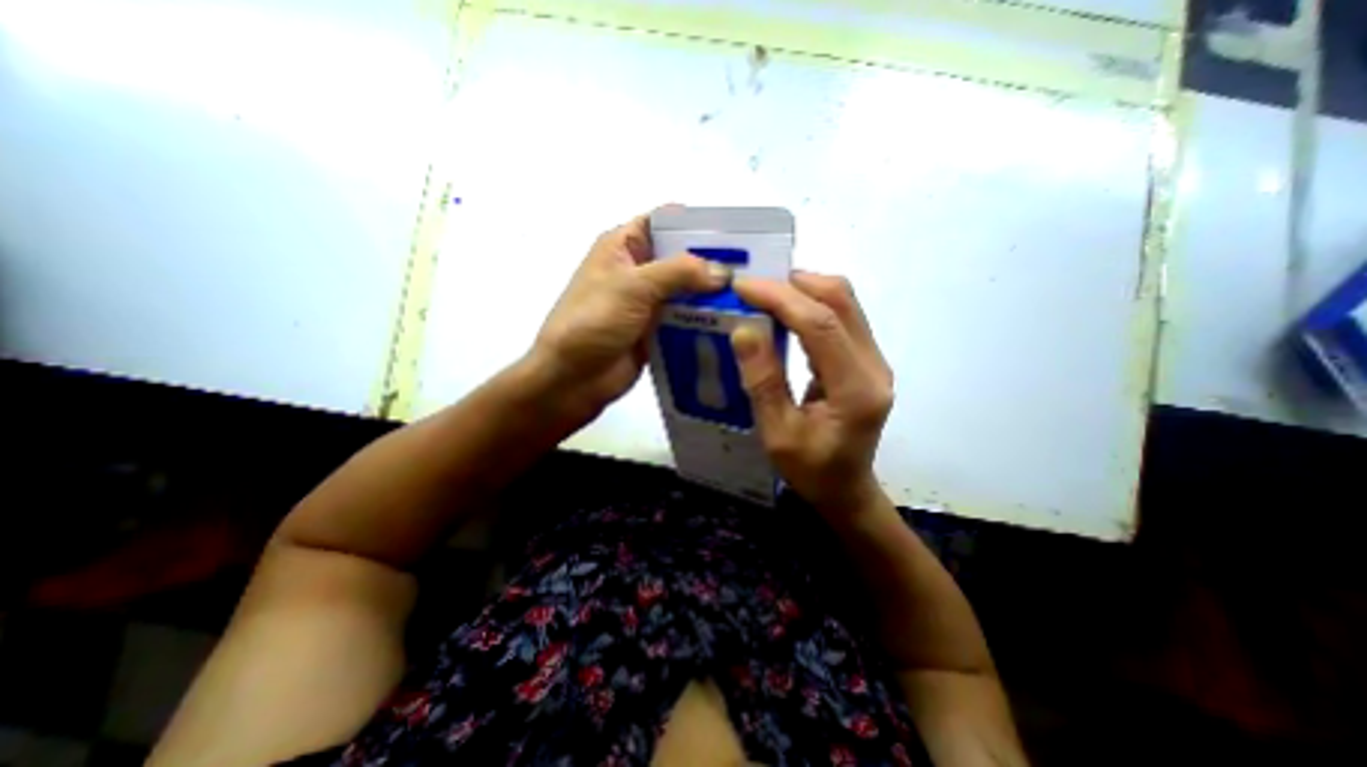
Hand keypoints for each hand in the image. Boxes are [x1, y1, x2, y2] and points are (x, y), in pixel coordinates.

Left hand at [526, 211, 731, 423]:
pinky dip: (705, 319)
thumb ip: (680, 273)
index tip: (735, 233)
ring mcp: (648, 302)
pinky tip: (735, 322)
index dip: (696, 224)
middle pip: (681, 258)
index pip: (664, 222)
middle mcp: (638, 270)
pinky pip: (686, 318)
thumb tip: (724, 272)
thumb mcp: (633, 286)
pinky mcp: (656, 330)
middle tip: (755, 269)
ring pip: (686, 290)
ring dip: (712, 293)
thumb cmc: (594, 321)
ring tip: (752, 295)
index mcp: (623, 246)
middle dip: (712, 261)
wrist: (572, 378)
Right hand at [724, 273, 900, 516]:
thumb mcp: (777, 434)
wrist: (846, 489)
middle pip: (841, 300)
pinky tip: (783, 312)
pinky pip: (840, 317)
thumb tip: (743, 329)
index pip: (821, 324)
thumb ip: (763, 381)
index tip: (742, 286)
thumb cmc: (810, 470)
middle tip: (751, 288)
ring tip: (763, 296)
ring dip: (802, 290)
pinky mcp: (866, 359)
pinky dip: (809, 305)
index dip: (780, 298)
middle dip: (793, 284)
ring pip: (843, 302)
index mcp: (856, 390)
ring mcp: (875, 360)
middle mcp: (874, 366)